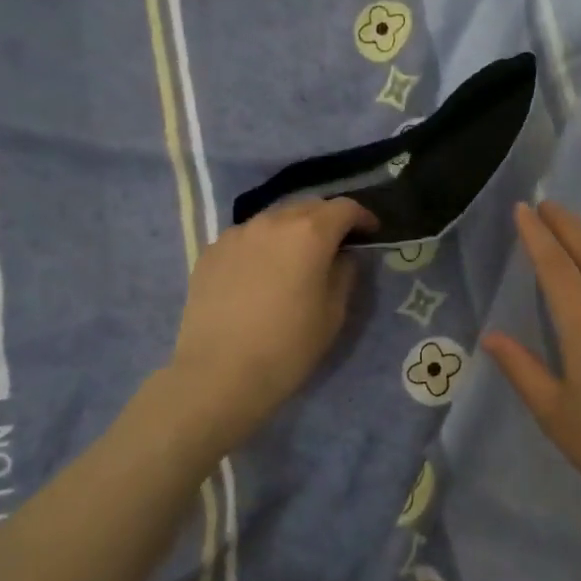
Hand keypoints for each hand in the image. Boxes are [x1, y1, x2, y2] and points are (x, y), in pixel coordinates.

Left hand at [168, 198, 375, 448]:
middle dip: (327, 219)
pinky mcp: (210, 252)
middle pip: (307, 206)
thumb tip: (341, 257)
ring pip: (273, 219)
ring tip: (296, 257)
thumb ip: (343, 274)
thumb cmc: (287, 347)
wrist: (218, 374)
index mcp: (309, 233)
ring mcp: (236, 234)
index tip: (370, 232)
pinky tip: (261, 273)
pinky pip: (246, 237)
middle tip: (336, 244)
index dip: (362, 217)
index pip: (344, 208)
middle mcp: (271, 222)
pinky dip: (262, 245)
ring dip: (292, 230)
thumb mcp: (333, 314)